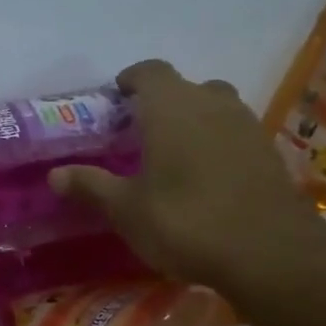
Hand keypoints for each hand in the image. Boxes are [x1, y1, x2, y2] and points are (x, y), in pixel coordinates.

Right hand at [50, 59, 317, 293]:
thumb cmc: (186, 222)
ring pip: (215, 107)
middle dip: (162, 103)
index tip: (116, 98)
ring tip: (173, 154)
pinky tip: (206, 177)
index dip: (131, 80)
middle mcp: (211, 104)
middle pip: (185, 87)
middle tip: (140, 132)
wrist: (270, 253)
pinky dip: (217, 144)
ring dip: (193, 121)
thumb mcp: (127, 210)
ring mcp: (246, 126)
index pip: (150, 72)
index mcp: (171, 108)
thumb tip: (54, 174)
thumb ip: (91, 186)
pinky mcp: (268, 153)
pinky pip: (235, 134)